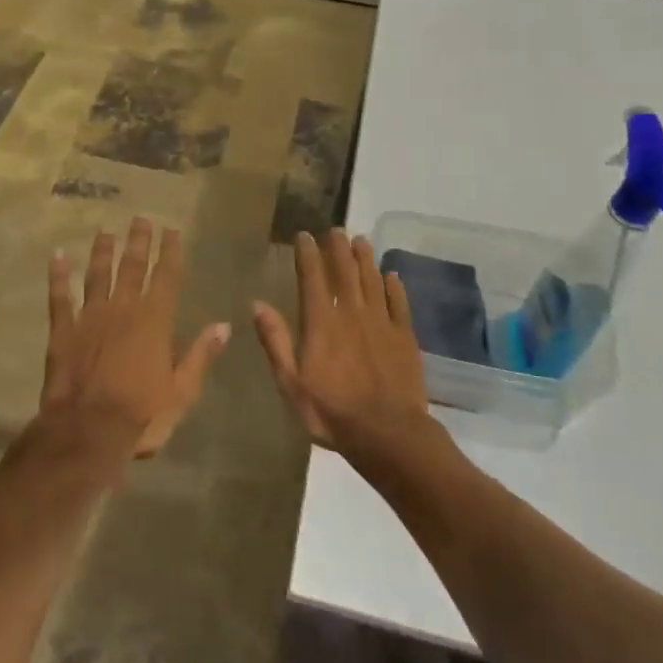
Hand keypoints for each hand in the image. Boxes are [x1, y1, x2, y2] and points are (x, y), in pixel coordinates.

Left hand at [42, 218, 230, 456]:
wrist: (87, 431)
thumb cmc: (141, 414)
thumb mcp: (182, 391)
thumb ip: (201, 355)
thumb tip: (224, 325)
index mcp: (154, 321)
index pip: (166, 277)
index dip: (170, 252)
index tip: (172, 230)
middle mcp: (122, 309)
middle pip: (132, 267)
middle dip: (138, 241)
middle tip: (141, 218)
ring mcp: (90, 317)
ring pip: (97, 275)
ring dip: (102, 252)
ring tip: (105, 232)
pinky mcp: (62, 331)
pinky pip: (60, 297)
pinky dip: (58, 276)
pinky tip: (57, 256)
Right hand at [253, 229, 432, 452]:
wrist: (389, 433)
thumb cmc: (332, 411)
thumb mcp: (291, 383)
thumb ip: (276, 341)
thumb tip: (257, 304)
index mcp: (321, 322)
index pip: (312, 277)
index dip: (307, 254)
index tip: (304, 235)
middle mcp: (351, 313)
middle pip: (345, 272)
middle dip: (338, 248)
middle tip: (336, 229)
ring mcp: (381, 323)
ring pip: (372, 281)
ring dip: (365, 259)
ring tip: (361, 240)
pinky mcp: (405, 337)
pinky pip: (399, 304)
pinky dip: (395, 287)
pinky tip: (392, 276)